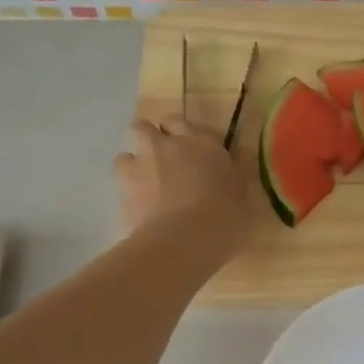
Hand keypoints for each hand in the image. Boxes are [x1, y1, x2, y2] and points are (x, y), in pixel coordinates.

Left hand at [114, 114, 249, 253]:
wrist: (183, 242)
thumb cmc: (224, 215)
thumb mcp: (242, 194)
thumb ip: (234, 174)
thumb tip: (233, 162)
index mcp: (197, 142)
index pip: (177, 121)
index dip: (178, 132)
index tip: (187, 148)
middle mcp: (163, 147)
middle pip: (142, 129)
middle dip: (148, 141)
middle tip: (162, 162)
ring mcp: (138, 170)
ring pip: (124, 157)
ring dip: (133, 168)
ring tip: (147, 189)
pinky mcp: (121, 196)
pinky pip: (122, 191)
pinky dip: (130, 199)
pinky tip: (143, 215)